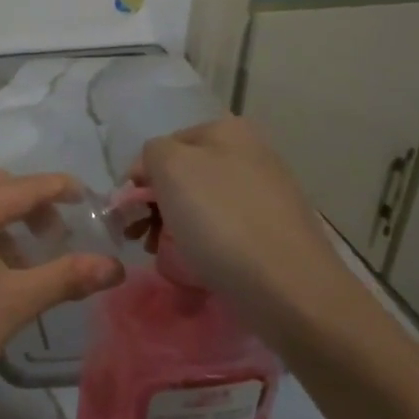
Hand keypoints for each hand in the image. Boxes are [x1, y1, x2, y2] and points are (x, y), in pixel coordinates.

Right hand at [134, 116, 363, 349]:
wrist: (288, 288)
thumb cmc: (221, 220)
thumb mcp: (170, 167)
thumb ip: (152, 153)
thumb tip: (154, 171)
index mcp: (229, 131)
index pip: (163, 147)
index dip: (141, 178)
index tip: (130, 213)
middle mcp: (252, 154)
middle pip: (184, 176)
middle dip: (157, 206)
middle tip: (143, 239)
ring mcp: (268, 194)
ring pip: (202, 205)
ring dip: (176, 228)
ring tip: (166, 256)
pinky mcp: (275, 232)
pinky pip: (225, 231)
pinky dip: (205, 245)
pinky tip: (199, 264)